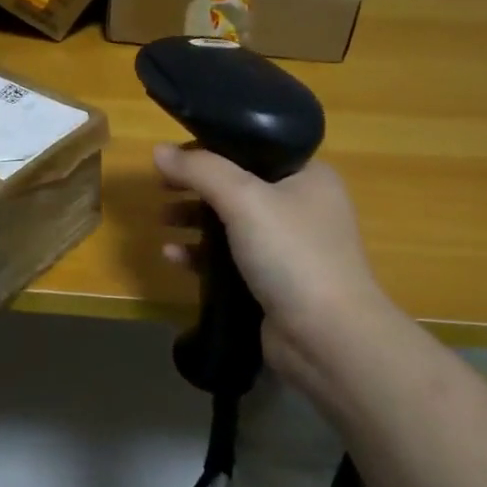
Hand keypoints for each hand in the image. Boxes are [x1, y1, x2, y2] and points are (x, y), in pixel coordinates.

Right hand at [155, 145, 392, 396]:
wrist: (328, 339)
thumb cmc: (292, 255)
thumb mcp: (244, 199)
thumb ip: (200, 170)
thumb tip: (158, 150)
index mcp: (308, 176)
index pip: (252, 147)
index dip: (211, 148)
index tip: (175, 155)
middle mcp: (302, 206)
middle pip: (237, 185)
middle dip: (196, 186)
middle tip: (161, 186)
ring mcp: (288, 247)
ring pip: (231, 222)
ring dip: (195, 219)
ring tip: (162, 220)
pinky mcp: (272, 282)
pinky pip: (229, 258)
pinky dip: (201, 254)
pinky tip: (172, 256)